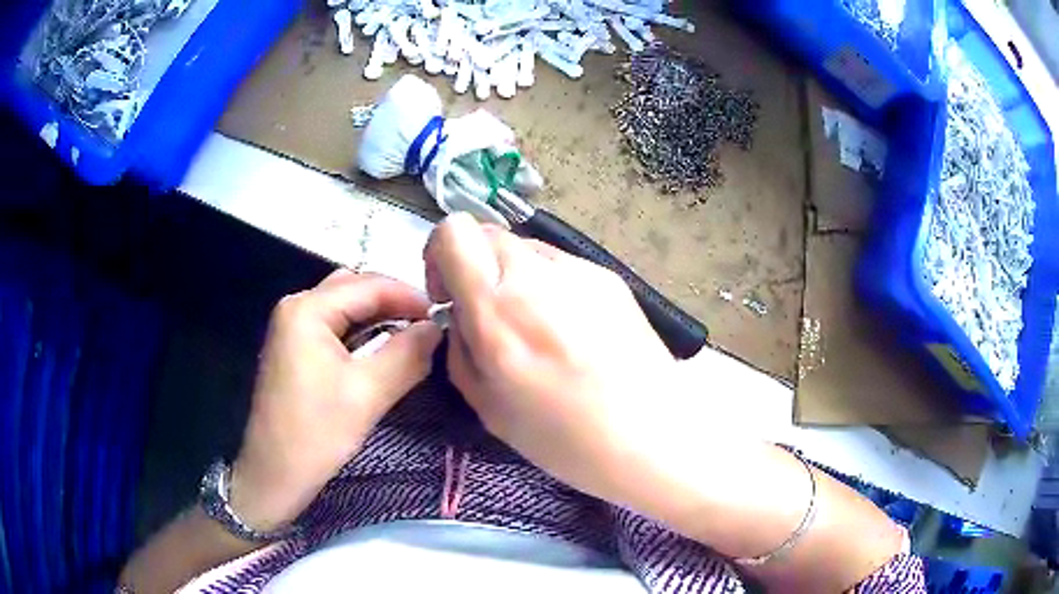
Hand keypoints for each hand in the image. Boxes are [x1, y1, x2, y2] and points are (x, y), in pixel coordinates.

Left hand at [231, 271, 441, 530]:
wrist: (274, 474)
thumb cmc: (316, 433)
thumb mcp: (368, 393)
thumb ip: (408, 354)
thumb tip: (438, 328)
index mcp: (307, 309)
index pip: (369, 285)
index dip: (411, 297)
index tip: (446, 316)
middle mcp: (296, 306)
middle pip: (355, 288)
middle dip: (395, 302)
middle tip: (430, 326)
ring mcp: (292, 326)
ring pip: (345, 306)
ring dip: (380, 316)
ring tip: (413, 335)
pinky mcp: (294, 347)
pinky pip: (335, 326)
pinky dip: (362, 331)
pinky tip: (383, 348)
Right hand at [423, 213, 678, 501]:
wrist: (651, 436)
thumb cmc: (564, 438)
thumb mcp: (487, 407)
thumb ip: (460, 349)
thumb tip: (460, 317)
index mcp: (497, 309)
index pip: (453, 231)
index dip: (439, 255)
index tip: (451, 296)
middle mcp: (536, 275)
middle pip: (486, 233)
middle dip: (474, 267)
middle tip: (489, 314)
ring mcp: (579, 270)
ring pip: (525, 247)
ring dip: (513, 275)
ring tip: (536, 326)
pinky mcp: (609, 277)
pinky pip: (561, 265)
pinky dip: (549, 285)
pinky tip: (572, 330)